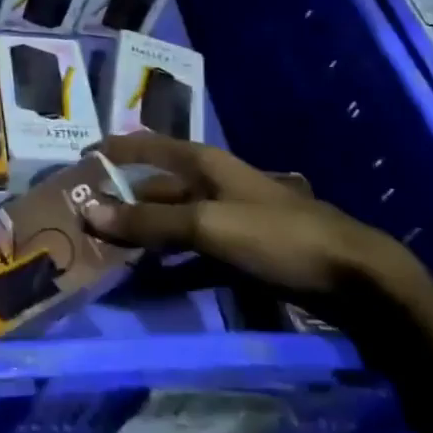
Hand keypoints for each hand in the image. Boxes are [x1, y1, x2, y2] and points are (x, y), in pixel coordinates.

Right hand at [83, 132, 410, 310]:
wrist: (356, 278)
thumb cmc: (277, 236)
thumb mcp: (207, 226)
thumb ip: (148, 222)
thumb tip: (87, 212)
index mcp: (203, 163)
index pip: (145, 145)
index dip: (112, 150)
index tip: (75, 162)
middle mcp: (211, 185)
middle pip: (155, 190)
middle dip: (120, 204)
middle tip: (81, 225)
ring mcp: (227, 221)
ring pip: (171, 226)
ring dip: (142, 240)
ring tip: (105, 259)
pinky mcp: (241, 254)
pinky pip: (192, 257)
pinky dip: (169, 269)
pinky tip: (149, 287)